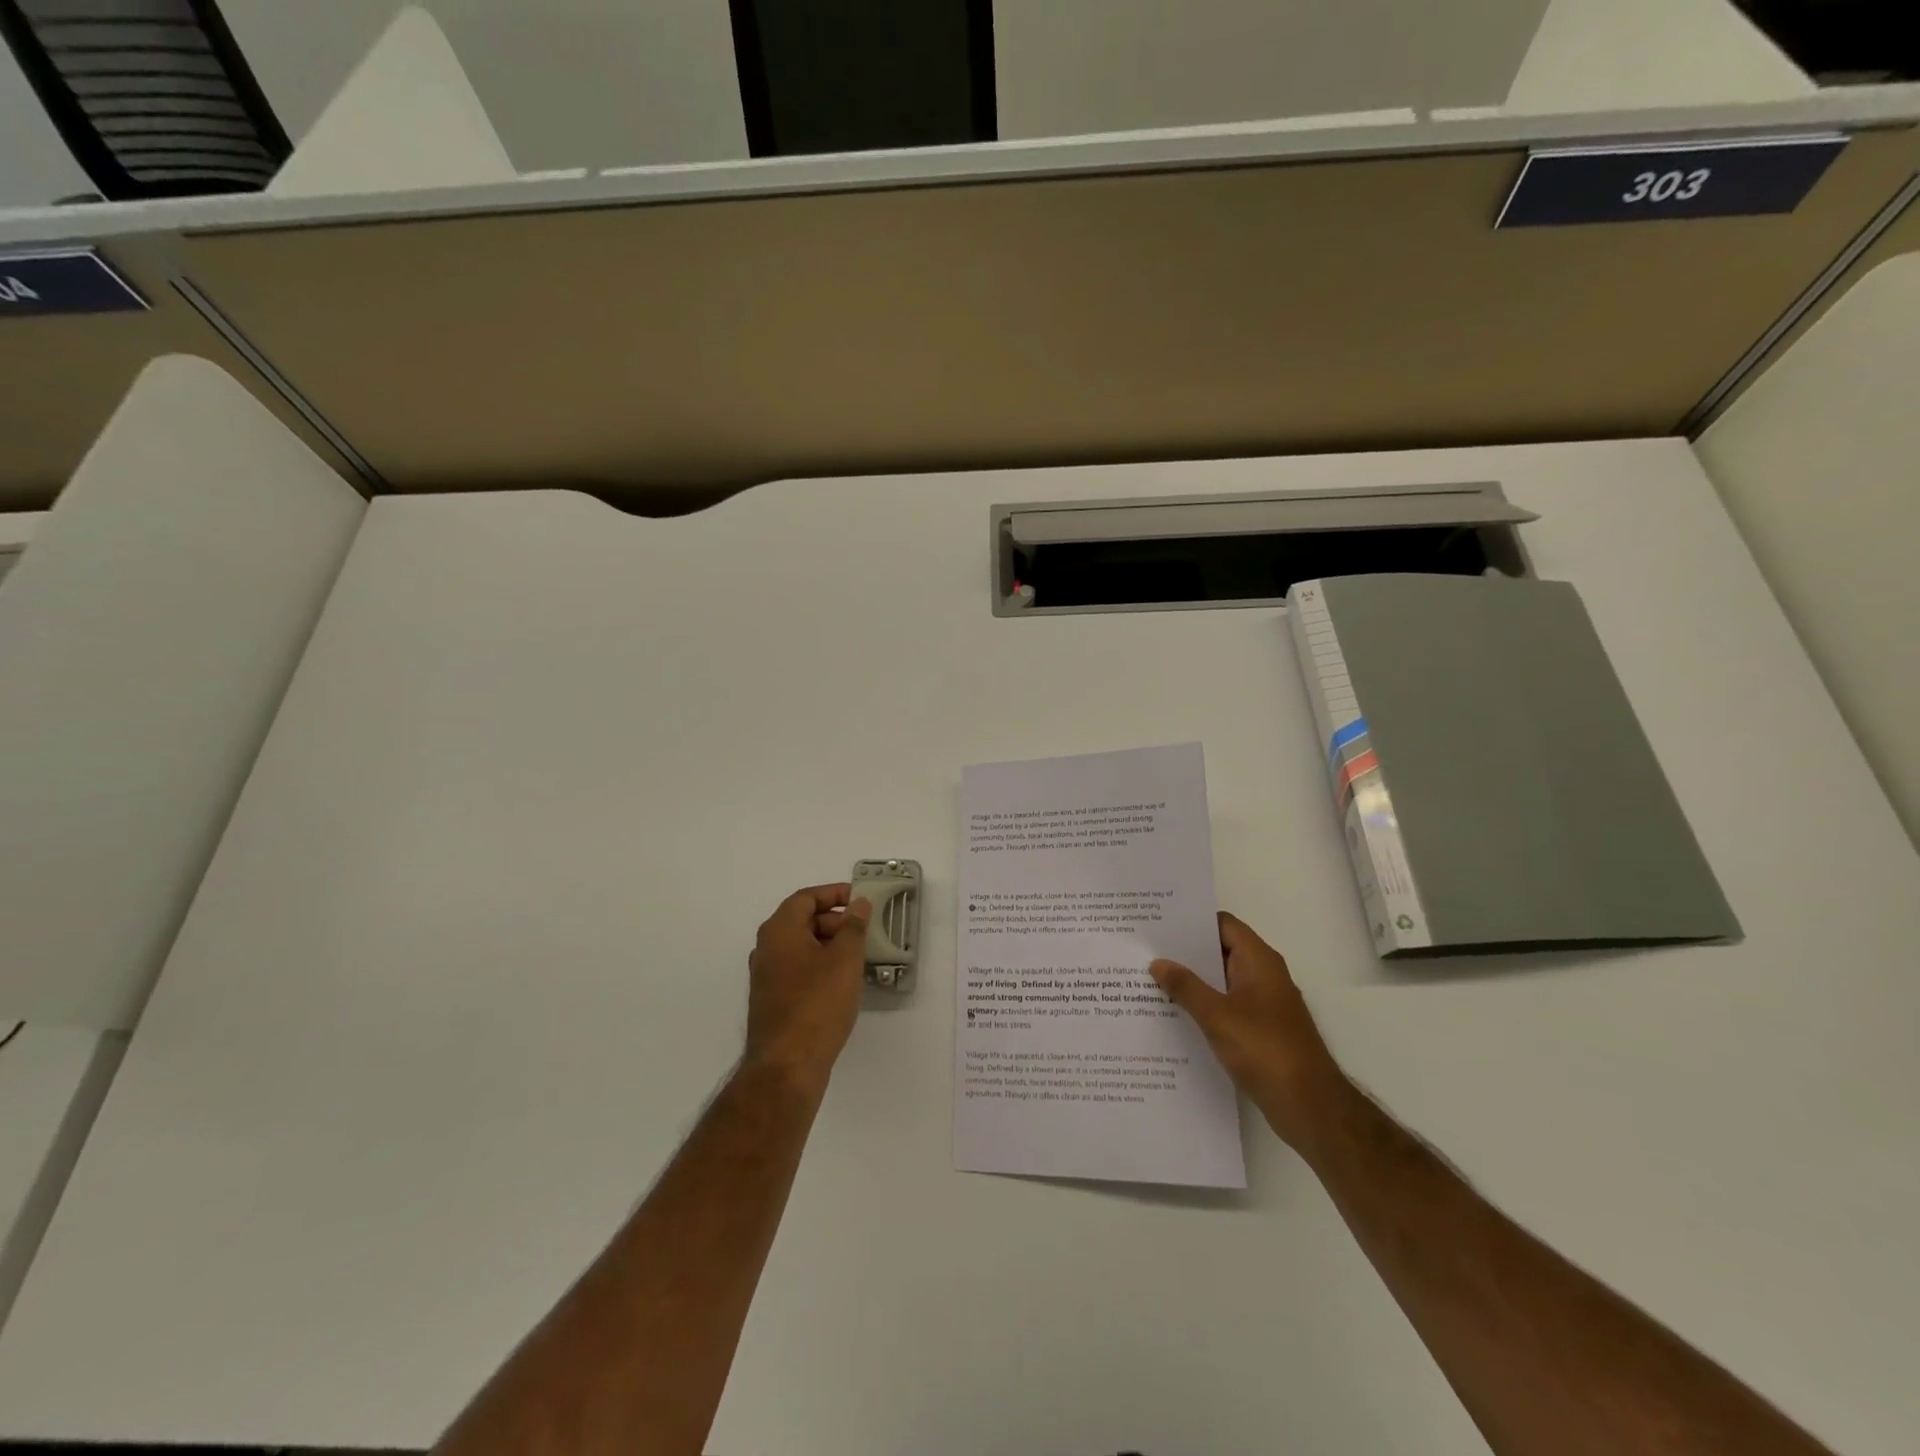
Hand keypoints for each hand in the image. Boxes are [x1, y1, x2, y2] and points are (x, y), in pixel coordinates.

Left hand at [744, 884, 871, 1094]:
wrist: (787, 1066)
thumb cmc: (817, 1004)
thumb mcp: (845, 959)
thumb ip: (854, 926)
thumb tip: (858, 903)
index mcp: (779, 931)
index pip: (805, 898)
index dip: (834, 894)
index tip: (860, 900)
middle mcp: (766, 948)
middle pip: (802, 920)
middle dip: (834, 921)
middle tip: (863, 932)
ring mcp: (766, 977)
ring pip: (800, 947)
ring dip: (829, 945)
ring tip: (858, 957)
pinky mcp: (772, 1000)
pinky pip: (798, 969)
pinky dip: (819, 966)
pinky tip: (842, 983)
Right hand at [1151, 912, 1347, 1153]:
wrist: (1309, 1105)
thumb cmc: (1265, 1049)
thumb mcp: (1217, 1015)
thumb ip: (1186, 987)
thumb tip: (1158, 962)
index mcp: (1259, 961)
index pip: (1222, 924)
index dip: (1192, 920)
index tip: (1158, 922)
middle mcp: (1263, 975)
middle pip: (1220, 951)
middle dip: (1185, 951)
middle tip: (1146, 949)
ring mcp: (1263, 1004)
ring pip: (1221, 981)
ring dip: (1192, 981)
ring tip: (1150, 979)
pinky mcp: (1261, 1030)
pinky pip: (1226, 1006)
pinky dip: (1203, 1006)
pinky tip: (1173, 1014)